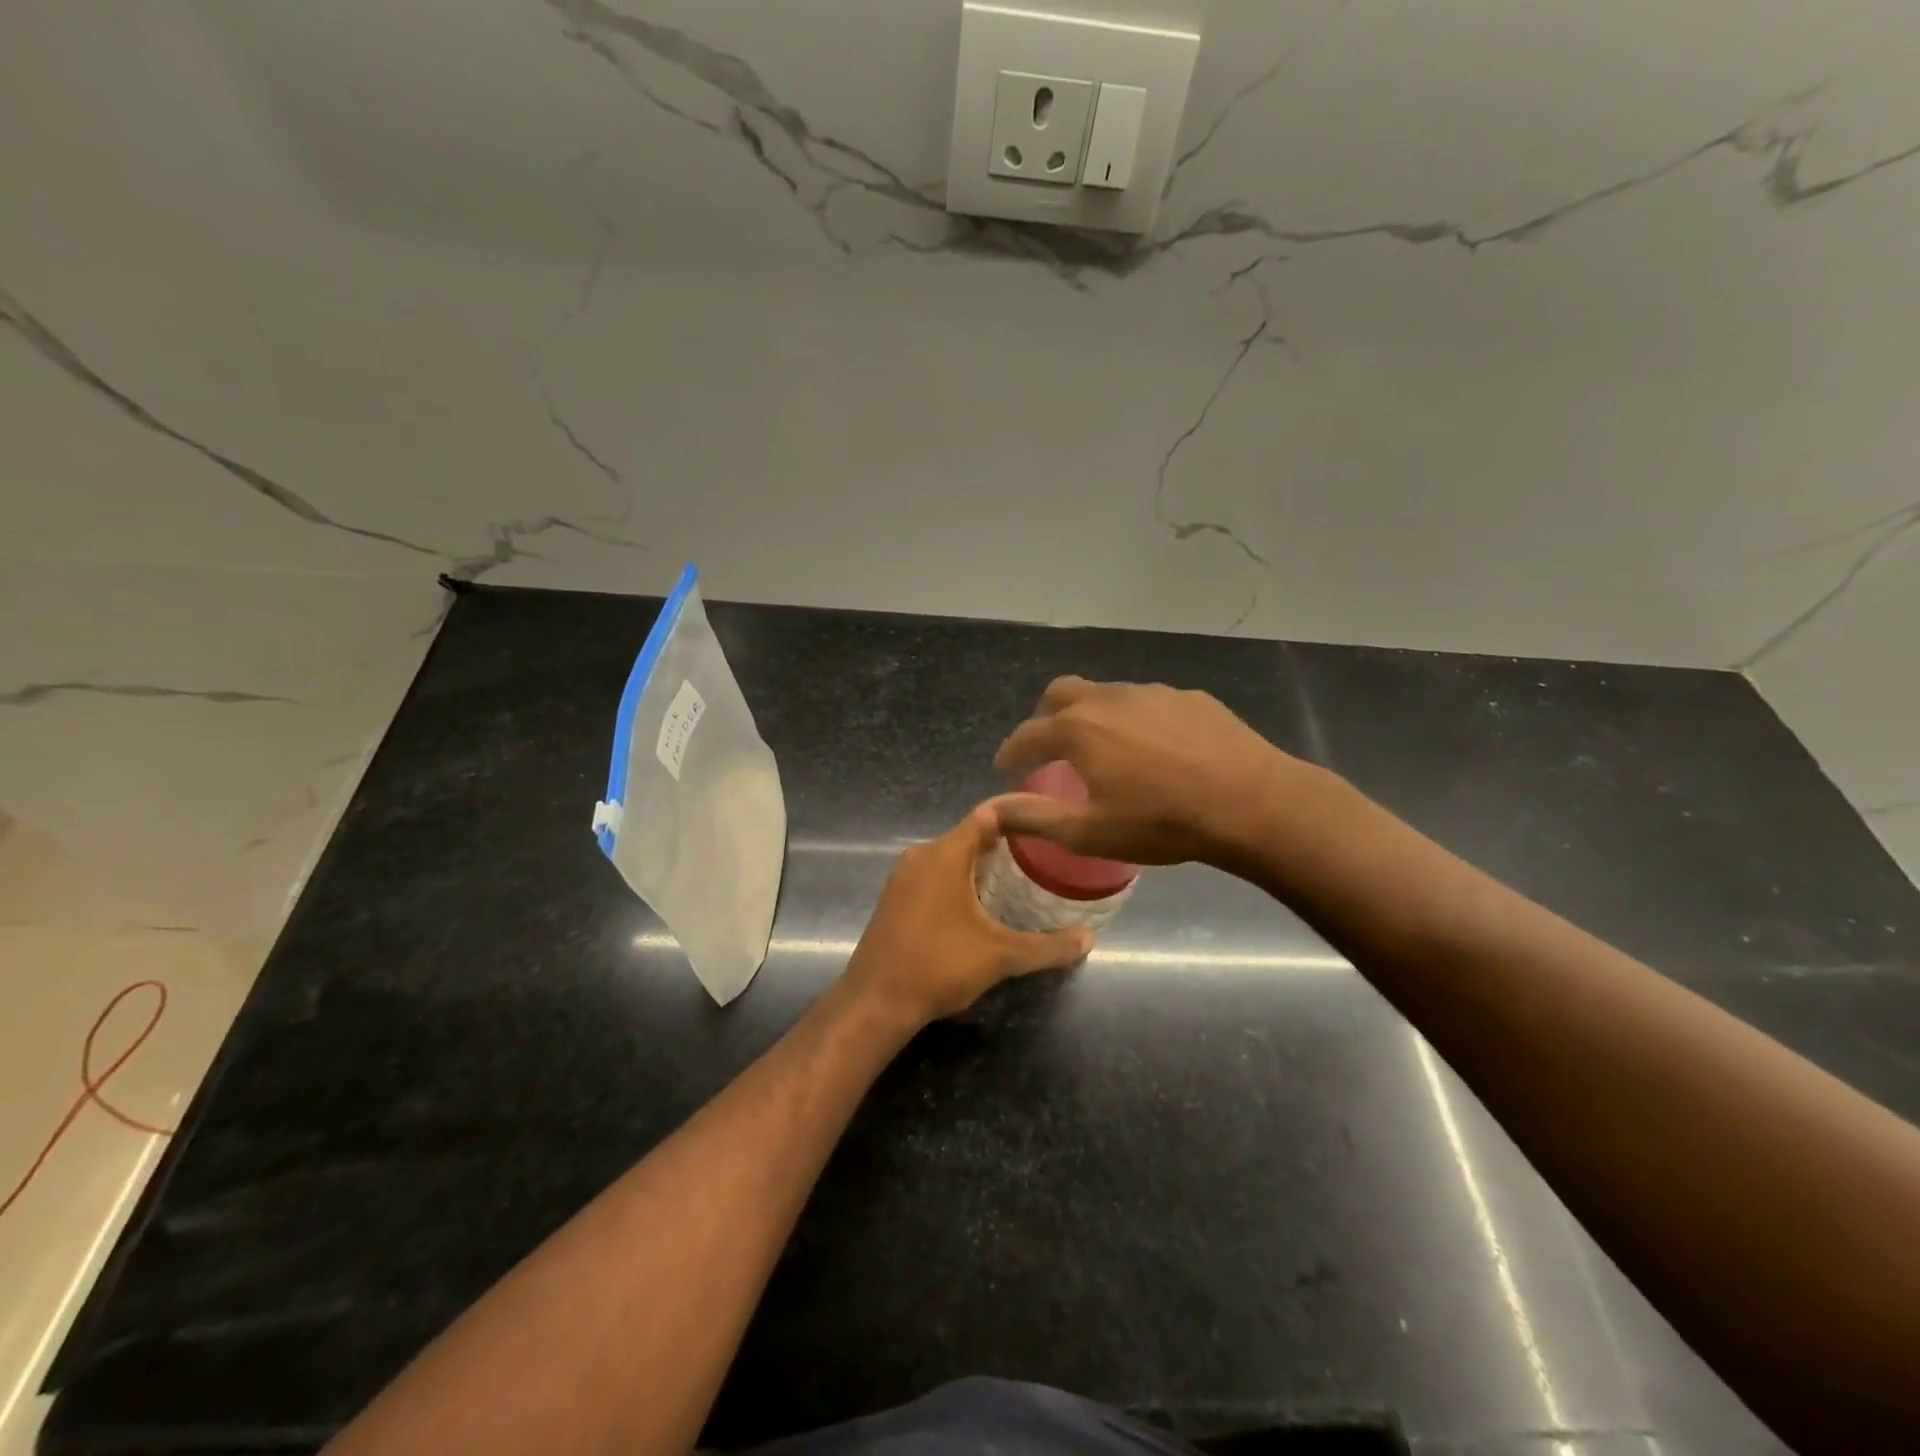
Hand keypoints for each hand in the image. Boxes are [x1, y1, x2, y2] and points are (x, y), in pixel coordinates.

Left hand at [842, 803, 1092, 1027]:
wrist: (875, 1001)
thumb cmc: (938, 966)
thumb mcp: (1001, 956)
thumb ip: (1048, 946)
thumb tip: (1089, 939)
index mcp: (945, 854)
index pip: (988, 815)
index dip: (1020, 812)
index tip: (1049, 819)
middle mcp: (922, 855)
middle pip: (971, 835)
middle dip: (1007, 843)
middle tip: (1045, 854)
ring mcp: (904, 876)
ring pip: (952, 857)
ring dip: (983, 864)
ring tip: (1022, 878)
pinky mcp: (896, 897)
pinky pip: (936, 874)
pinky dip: (962, 880)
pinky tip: (983, 905)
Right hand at [992, 676, 1302, 870]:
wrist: (1251, 802)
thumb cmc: (1161, 822)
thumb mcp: (1088, 832)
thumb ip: (1033, 816)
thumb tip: (989, 809)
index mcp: (1078, 729)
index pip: (1027, 734)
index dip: (1010, 751)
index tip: (1004, 766)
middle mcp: (1109, 699)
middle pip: (1061, 692)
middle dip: (1046, 717)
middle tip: (1051, 748)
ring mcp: (1153, 693)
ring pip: (1107, 693)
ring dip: (1093, 715)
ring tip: (1106, 749)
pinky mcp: (1190, 698)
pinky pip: (1148, 701)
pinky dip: (1136, 719)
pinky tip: (1157, 748)